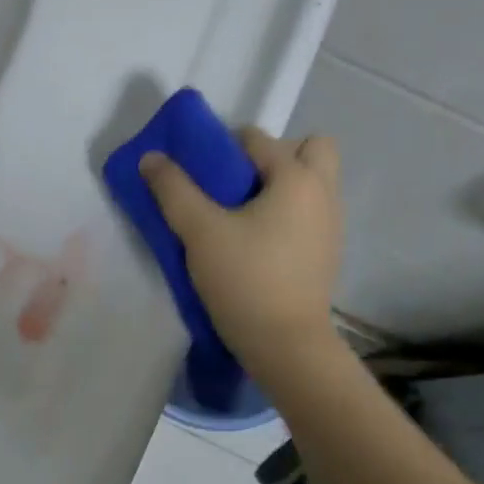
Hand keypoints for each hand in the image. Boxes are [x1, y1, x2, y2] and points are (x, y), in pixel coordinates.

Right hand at [140, 129, 344, 391]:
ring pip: (312, 183)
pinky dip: (287, 214)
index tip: (198, 173)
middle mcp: (323, 193)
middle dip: (273, 156)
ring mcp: (331, 225)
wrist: (286, 345)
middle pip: (309, 149)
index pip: (256, 139)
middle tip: (236, 184)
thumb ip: (173, 190)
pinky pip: (309, 213)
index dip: (221, 147)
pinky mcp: (327, 253)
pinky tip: (256, 243)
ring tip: (240, 216)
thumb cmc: (244, 279)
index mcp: (296, 178)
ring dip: (280, 185)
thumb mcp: (199, 232)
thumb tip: (151, 157)